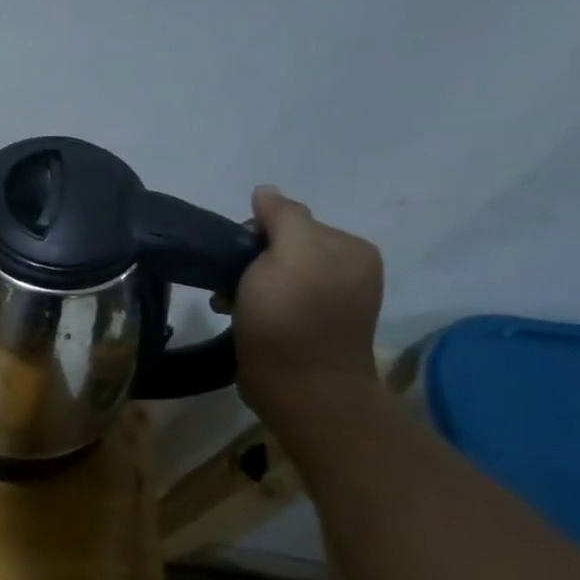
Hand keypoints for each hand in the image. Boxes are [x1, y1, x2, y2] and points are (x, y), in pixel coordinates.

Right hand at [230, 186, 383, 417]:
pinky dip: (253, 303)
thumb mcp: (288, 254)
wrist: (300, 389)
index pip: (292, 220)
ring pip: (275, 274)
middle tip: (230, 284)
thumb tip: (265, 191)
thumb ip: (282, 216)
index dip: (256, 233)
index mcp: (351, 249)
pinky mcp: (310, 328)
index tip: (237, 258)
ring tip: (228, 303)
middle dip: (250, 260)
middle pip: (283, 247)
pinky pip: (276, 300)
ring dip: (246, 283)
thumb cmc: (292, 317)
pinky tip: (238, 315)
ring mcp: (332, 302)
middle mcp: (349, 271)